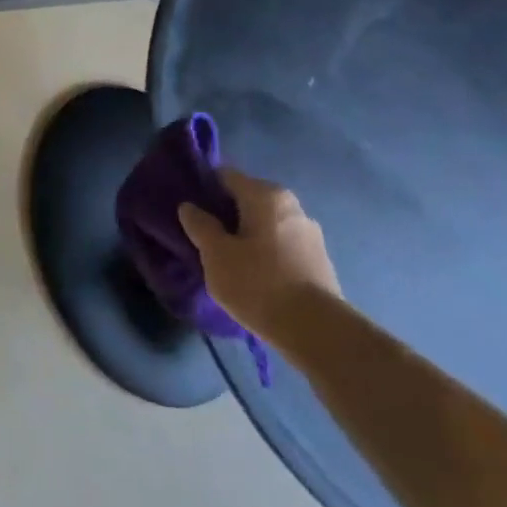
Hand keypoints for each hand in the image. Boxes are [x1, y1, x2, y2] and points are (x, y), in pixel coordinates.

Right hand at [177, 167, 342, 332]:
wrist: (315, 330)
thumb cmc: (257, 282)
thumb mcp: (215, 253)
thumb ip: (199, 225)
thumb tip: (190, 207)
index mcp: (266, 196)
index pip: (226, 176)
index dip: (203, 188)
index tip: (188, 208)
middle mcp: (292, 206)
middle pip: (247, 199)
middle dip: (224, 213)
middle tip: (202, 235)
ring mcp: (309, 234)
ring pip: (264, 224)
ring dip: (244, 234)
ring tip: (224, 258)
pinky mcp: (317, 260)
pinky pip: (279, 244)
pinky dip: (262, 251)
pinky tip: (251, 273)